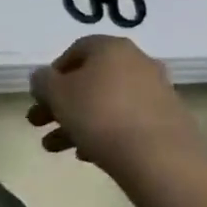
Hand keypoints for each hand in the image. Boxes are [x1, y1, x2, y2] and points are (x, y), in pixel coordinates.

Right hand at [27, 35, 206, 177]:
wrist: (159, 157)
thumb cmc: (99, 115)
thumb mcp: (55, 94)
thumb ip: (42, 81)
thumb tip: (43, 77)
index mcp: (111, 48)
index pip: (76, 50)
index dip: (53, 72)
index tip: (41, 96)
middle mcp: (138, 63)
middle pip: (90, 80)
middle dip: (60, 103)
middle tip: (38, 124)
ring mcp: (157, 93)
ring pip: (106, 104)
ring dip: (76, 123)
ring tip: (54, 148)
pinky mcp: (168, 121)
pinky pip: (126, 122)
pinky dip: (104, 134)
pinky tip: (87, 155)